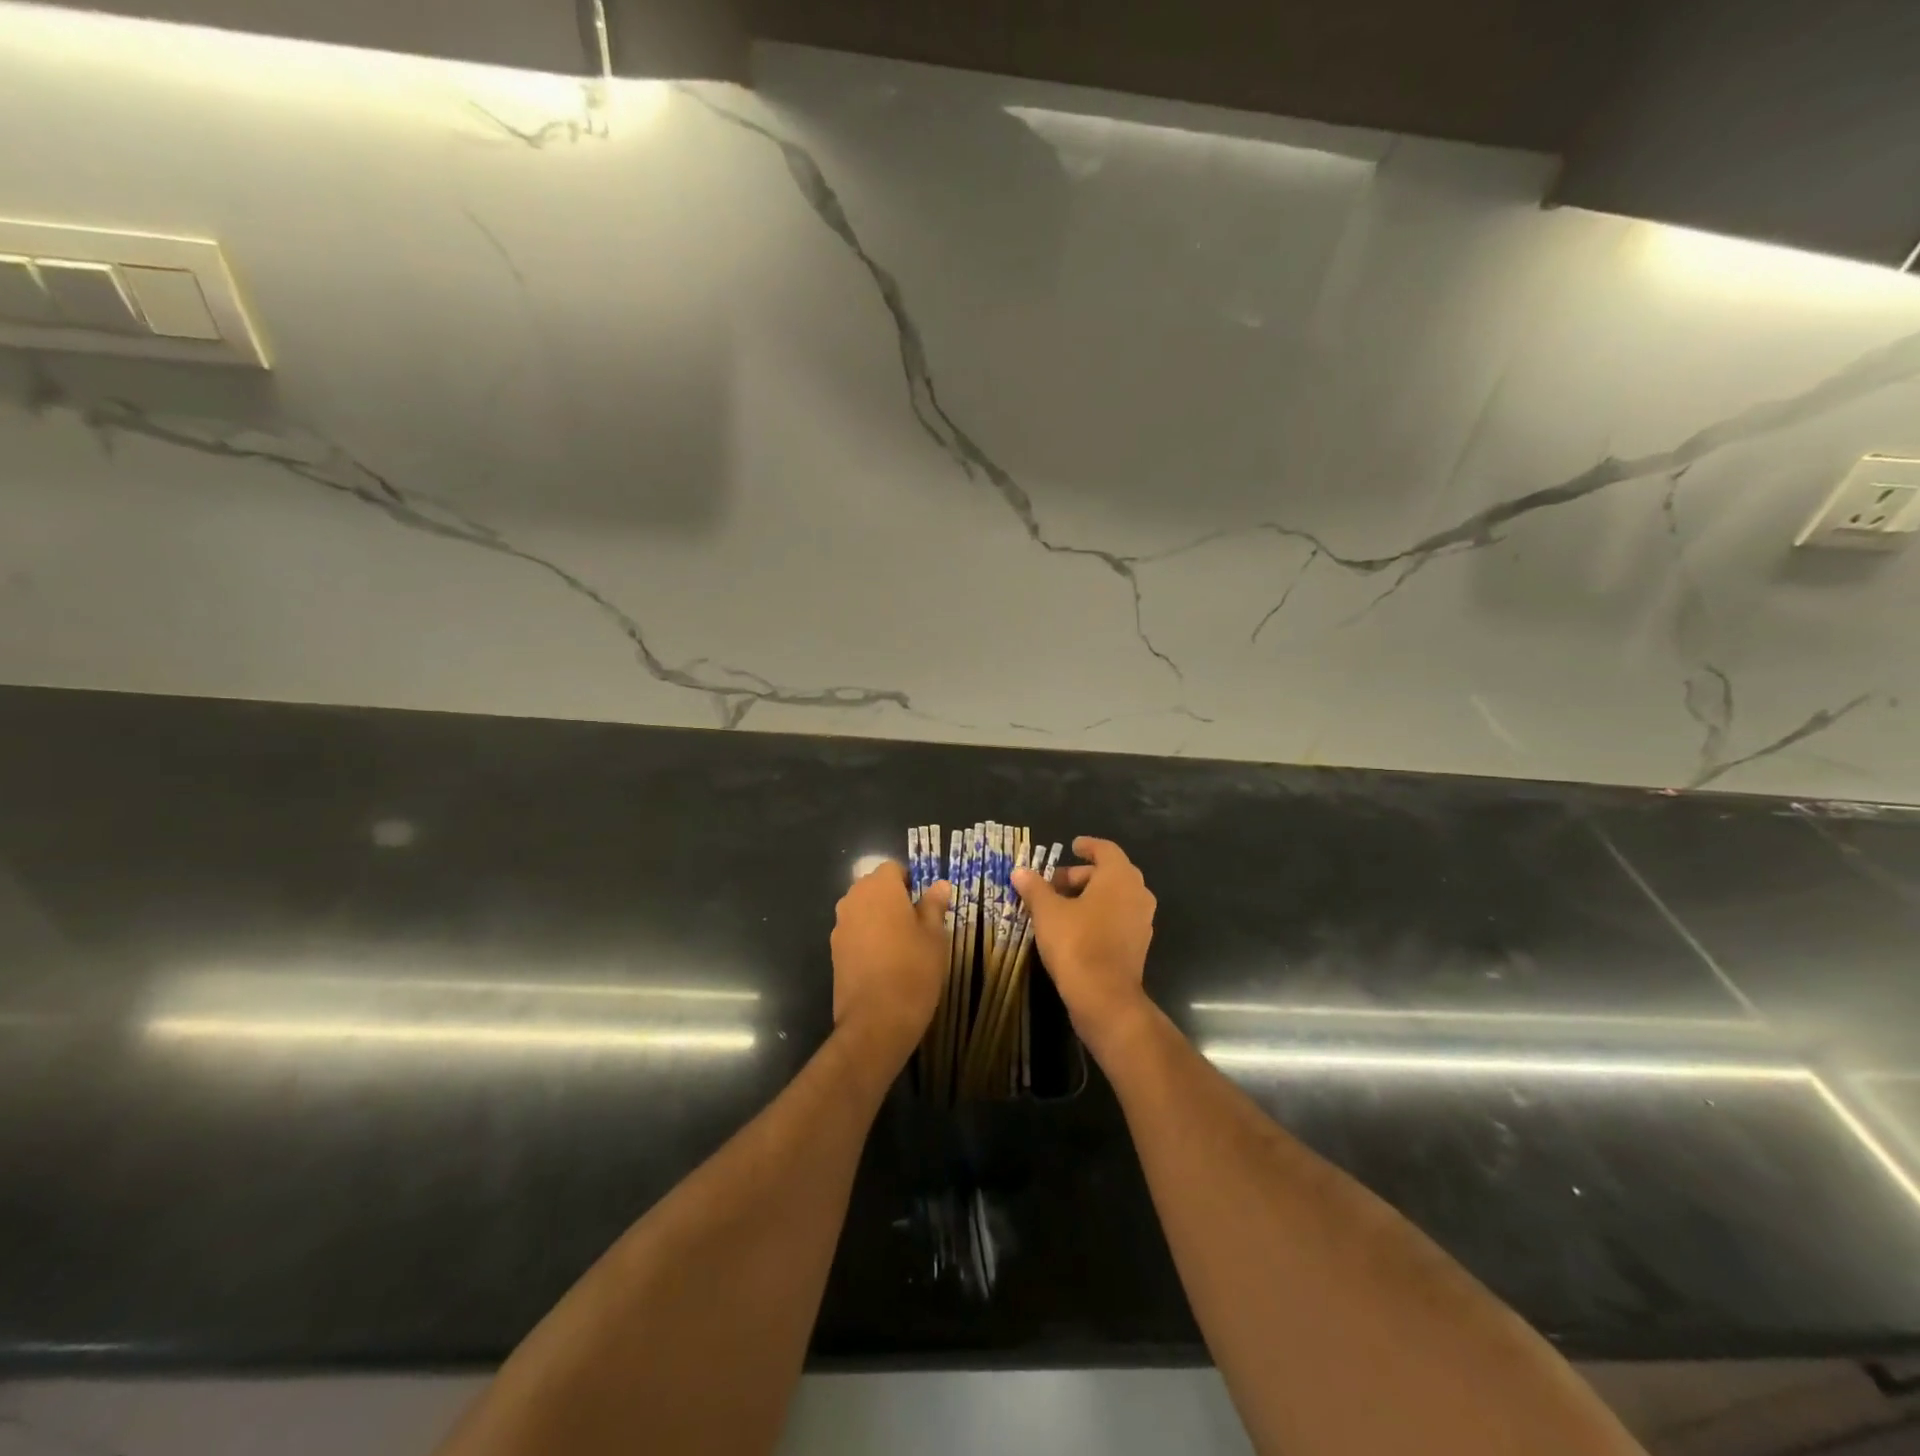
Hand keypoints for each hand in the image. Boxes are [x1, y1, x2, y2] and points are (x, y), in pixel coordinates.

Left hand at [830, 862, 950, 1063]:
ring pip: (863, 910)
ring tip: (902, 945)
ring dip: (879, 919)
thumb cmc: (913, 970)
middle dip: (894, 899)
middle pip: (875, 887)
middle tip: (917, 924)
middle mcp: (853, 899)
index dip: (911, 882)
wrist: (876, 1020)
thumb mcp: (934, 936)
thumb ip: (934, 906)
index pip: (894, 868)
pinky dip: (868, 939)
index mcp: (879, 888)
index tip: (926, 904)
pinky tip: (884, 962)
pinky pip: (854, 932)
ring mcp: (840, 926)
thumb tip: (939, 885)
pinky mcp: (834, 951)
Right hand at [1012, 837, 1155, 1060]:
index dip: (1087, 846)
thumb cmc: (1076, 943)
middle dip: (1081, 875)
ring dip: (1089, 896)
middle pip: (1110, 873)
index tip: (1072, 846)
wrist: (1104, 997)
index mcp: (1119, 877)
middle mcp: (1137, 893)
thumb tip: (1020, 871)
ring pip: (1115, 897)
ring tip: (1059, 906)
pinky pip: (1118, 918)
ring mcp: (1141, 921)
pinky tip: (1074, 928)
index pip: (1106, 850)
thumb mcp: (1047, 912)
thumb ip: (1034, 888)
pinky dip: (1099, 915)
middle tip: (1054, 882)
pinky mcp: (1138, 945)